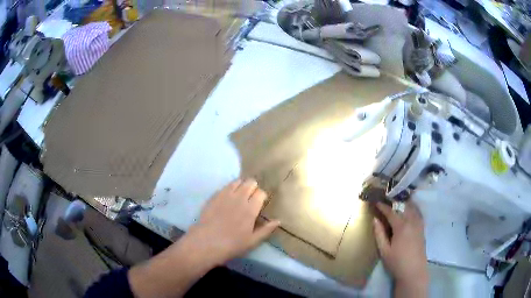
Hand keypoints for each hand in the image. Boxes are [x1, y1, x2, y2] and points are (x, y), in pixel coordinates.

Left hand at [186, 178, 279, 265]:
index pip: (261, 193)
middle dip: (253, 188)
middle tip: (251, 199)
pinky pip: (226, 185)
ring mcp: (225, 195)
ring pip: (238, 181)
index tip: (260, 204)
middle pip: (250, 182)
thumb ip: (266, 230)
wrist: (205, 242)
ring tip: (240, 196)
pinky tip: (228, 198)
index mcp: (250, 209)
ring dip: (242, 186)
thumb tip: (278, 220)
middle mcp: (239, 198)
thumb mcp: (252, 241)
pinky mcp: (214, 195)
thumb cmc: (231, 245)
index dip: (262, 197)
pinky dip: (230, 188)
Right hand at [373, 201, 427, 296]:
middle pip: (403, 206)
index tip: (376, 201)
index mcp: (401, 226)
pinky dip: (412, 208)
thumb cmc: (397, 262)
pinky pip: (418, 213)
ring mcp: (419, 224)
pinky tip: (409, 209)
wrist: (414, 271)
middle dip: (394, 201)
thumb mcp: (384, 250)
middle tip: (386, 199)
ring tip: (397, 201)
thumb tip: (375, 219)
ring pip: (412, 208)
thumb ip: (379, 234)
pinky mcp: (422, 228)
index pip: (391, 212)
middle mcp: (412, 221)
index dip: (383, 206)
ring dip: (404, 203)